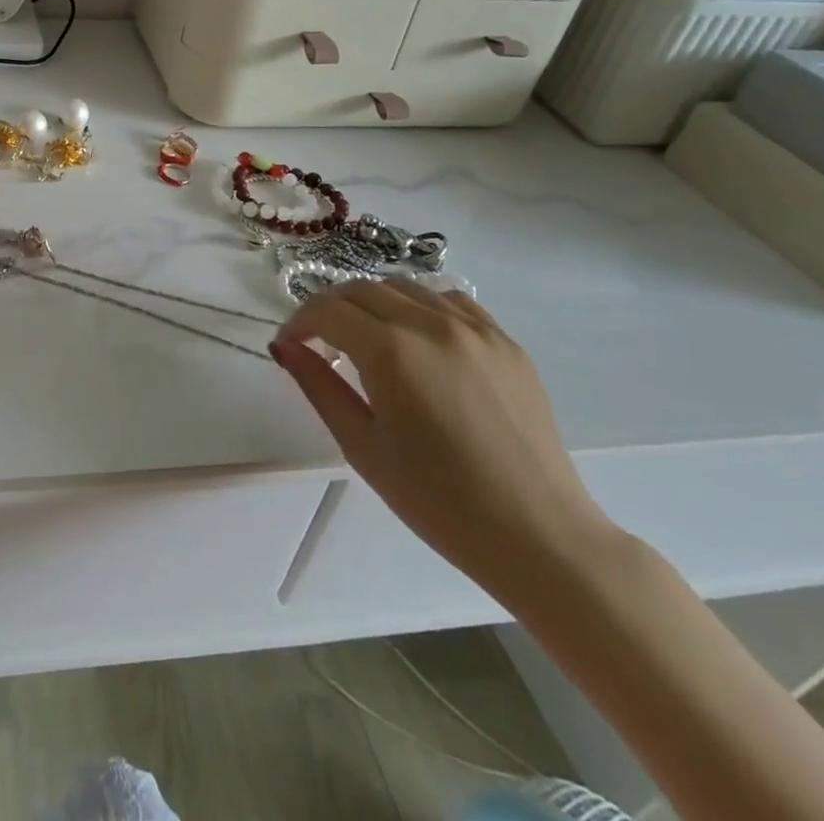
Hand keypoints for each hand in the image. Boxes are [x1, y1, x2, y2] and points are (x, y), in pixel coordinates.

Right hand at [271, 279, 617, 600]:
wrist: (538, 536)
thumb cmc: (437, 500)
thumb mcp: (361, 445)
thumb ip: (318, 385)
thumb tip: (285, 346)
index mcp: (391, 350)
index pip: (327, 310)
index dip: (299, 323)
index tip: (289, 346)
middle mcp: (432, 324)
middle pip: (362, 289)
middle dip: (330, 308)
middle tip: (319, 343)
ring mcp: (475, 329)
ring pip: (405, 287)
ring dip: (372, 303)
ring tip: (365, 338)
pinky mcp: (506, 342)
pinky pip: (450, 301)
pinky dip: (419, 306)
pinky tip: (416, 338)